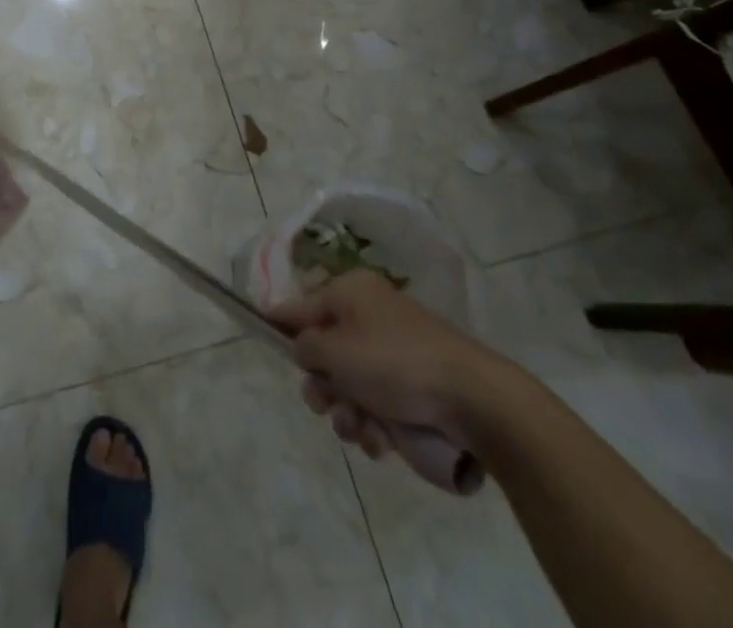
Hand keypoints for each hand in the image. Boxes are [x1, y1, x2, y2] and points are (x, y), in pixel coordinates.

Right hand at [268, 272, 513, 458]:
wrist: (473, 401)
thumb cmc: (394, 363)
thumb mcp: (335, 350)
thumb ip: (305, 346)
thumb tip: (301, 346)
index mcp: (351, 293)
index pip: (301, 305)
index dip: (279, 322)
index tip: (259, 333)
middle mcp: (369, 318)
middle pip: (324, 352)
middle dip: (322, 385)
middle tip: (325, 403)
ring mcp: (392, 356)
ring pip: (348, 386)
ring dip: (346, 412)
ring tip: (361, 427)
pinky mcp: (412, 391)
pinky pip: (376, 406)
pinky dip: (373, 425)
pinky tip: (382, 440)